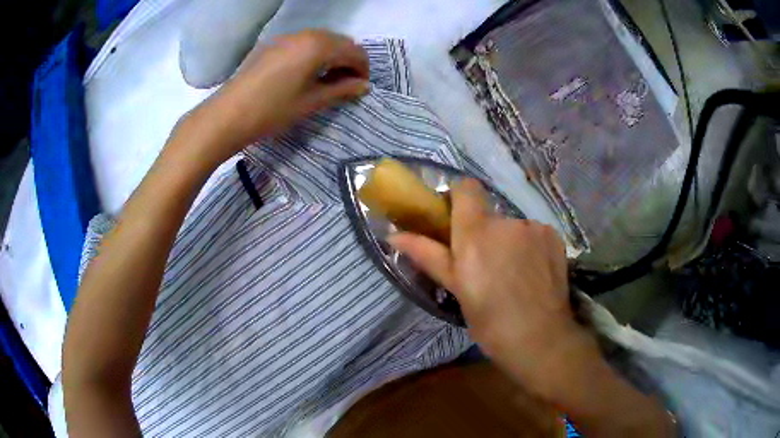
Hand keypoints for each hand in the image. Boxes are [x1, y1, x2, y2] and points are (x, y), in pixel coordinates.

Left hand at [171, 29, 369, 171]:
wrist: (226, 116)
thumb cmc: (272, 111)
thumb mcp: (311, 102)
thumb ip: (341, 90)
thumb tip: (364, 86)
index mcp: (318, 46)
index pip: (354, 51)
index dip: (362, 69)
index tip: (360, 87)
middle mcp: (304, 34)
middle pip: (338, 41)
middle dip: (347, 60)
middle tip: (344, 84)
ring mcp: (285, 37)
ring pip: (319, 40)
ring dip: (330, 56)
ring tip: (325, 80)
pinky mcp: (270, 44)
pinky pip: (301, 43)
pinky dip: (311, 54)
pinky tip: (303, 73)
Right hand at [388, 179, 599, 398]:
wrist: (540, 339)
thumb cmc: (490, 320)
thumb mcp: (456, 288)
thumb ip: (427, 254)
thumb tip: (393, 235)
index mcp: (476, 232)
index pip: (466, 187)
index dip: (458, 199)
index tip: (454, 223)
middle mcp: (507, 221)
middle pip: (490, 214)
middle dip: (484, 233)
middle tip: (484, 266)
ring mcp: (534, 227)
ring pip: (513, 227)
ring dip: (508, 242)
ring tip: (512, 275)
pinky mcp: (554, 237)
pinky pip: (534, 233)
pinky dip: (530, 247)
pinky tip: (532, 273)